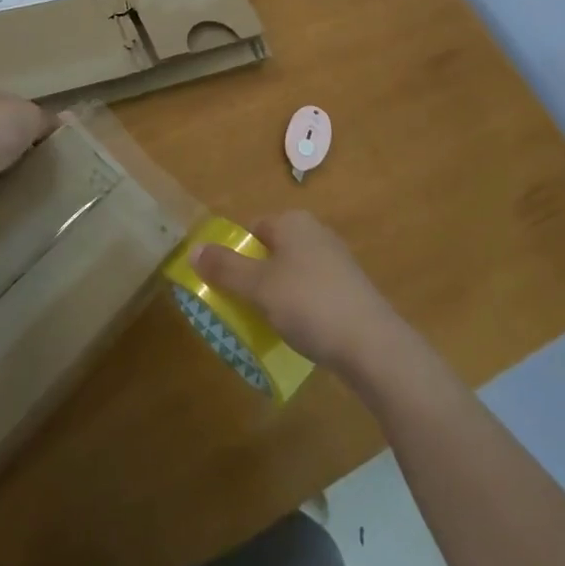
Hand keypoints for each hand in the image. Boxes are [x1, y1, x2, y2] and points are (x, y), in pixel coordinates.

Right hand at [190, 211, 406, 378]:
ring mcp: (336, 261)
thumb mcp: (259, 287)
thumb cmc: (308, 304)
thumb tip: (193, 249)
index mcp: (294, 223)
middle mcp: (316, 233)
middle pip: (272, 250)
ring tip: (265, 324)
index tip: (224, 284)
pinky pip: (312, 292)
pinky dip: (300, 307)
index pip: (254, 228)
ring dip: (276, 295)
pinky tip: (297, 332)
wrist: (371, 342)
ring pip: (292, 273)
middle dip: (254, 276)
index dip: (236, 253)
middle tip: (240, 307)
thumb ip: (225, 268)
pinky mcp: (349, 289)